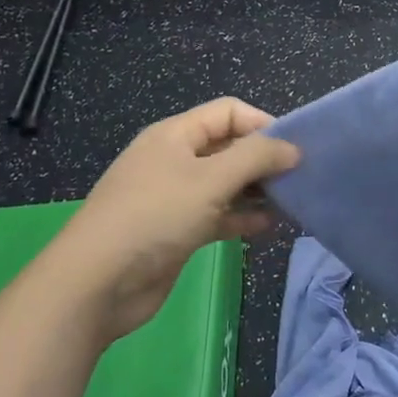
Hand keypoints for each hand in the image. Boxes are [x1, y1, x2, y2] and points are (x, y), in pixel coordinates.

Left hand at [58, 98, 299, 342]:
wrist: (97, 284)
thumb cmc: (155, 217)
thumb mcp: (210, 180)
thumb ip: (256, 158)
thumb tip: (293, 148)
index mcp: (176, 135)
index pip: (229, 112)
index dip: (263, 124)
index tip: (295, 149)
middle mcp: (175, 159)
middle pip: (229, 147)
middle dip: (264, 160)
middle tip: (300, 178)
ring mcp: (175, 197)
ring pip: (226, 184)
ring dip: (257, 191)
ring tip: (291, 203)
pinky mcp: (178, 230)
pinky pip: (218, 214)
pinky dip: (242, 217)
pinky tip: (267, 227)